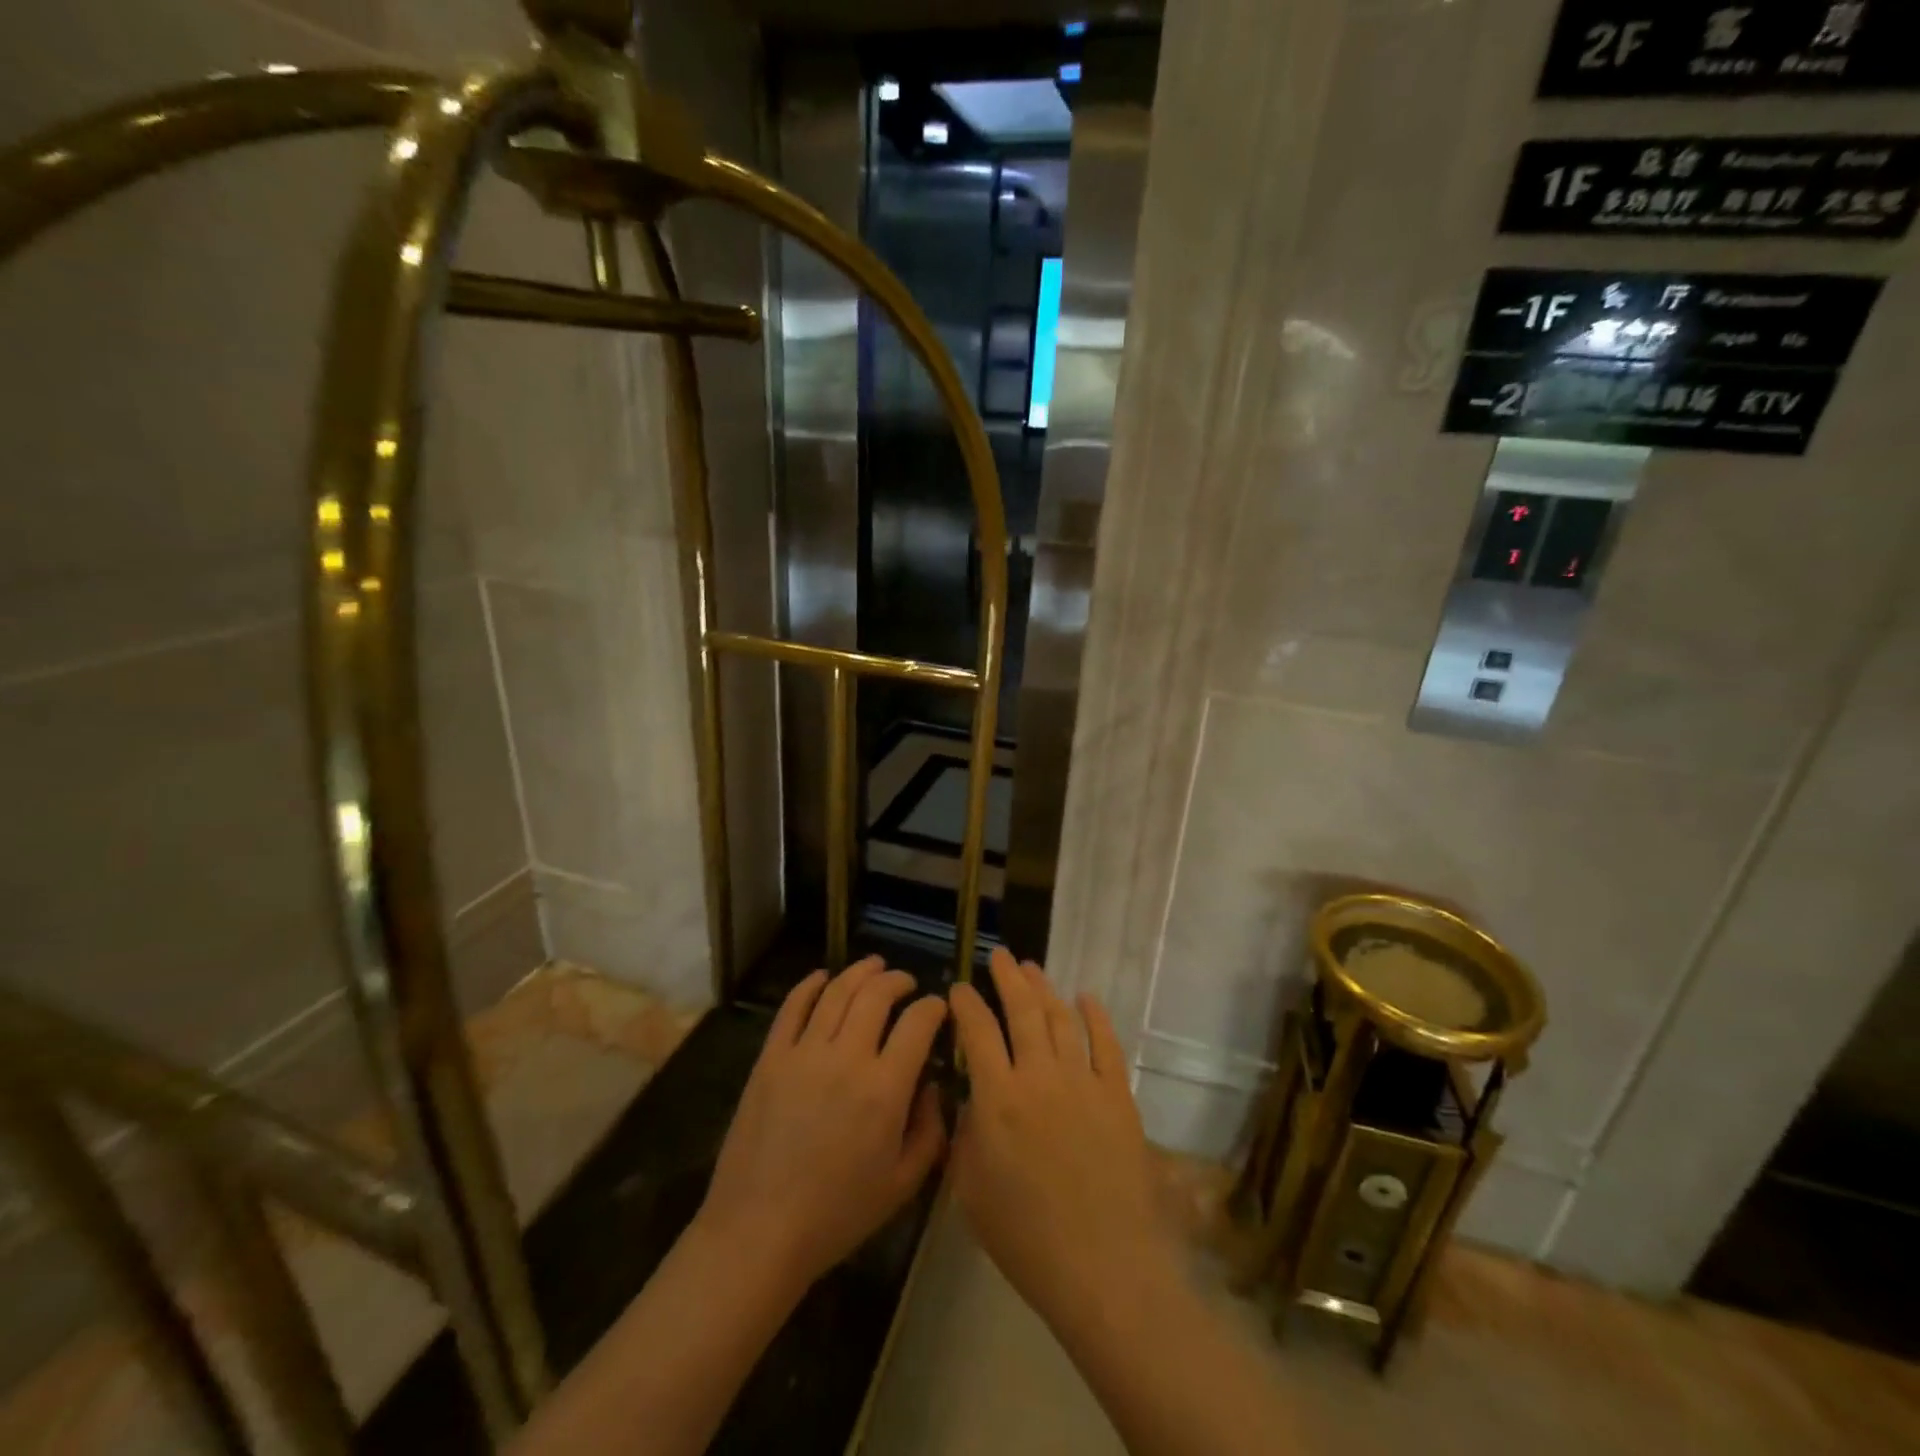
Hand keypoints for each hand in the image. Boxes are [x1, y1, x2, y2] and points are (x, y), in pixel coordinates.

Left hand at [697, 956, 948, 1293]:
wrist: (758, 1232)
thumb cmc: (837, 1214)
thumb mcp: (902, 1185)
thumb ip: (930, 1131)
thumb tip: (932, 1086)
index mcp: (885, 1089)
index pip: (918, 1023)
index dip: (934, 1007)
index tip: (939, 1007)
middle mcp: (847, 1057)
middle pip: (877, 994)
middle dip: (898, 980)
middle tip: (907, 983)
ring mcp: (804, 1052)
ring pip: (838, 991)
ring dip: (861, 972)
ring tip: (874, 966)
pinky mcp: (770, 1057)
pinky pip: (793, 1007)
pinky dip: (810, 984)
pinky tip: (823, 977)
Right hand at [948, 948, 1179, 1333]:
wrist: (1103, 1268)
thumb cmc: (1026, 1238)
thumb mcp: (971, 1192)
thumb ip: (966, 1136)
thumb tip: (973, 1101)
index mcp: (998, 1098)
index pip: (977, 1032)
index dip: (966, 1004)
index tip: (958, 988)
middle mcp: (1039, 1076)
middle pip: (1021, 1010)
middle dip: (1007, 977)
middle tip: (999, 956)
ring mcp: (1083, 1082)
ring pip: (1060, 1019)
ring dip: (1044, 989)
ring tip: (1032, 968)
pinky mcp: (1117, 1096)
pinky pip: (1106, 1044)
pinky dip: (1096, 1016)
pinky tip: (1086, 998)